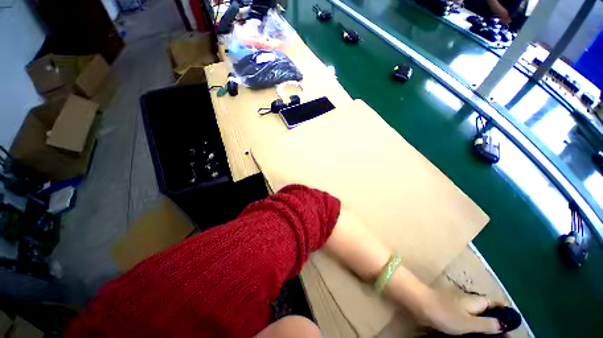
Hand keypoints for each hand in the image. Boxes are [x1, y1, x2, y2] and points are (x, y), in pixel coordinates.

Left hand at [414, 288, 501, 334]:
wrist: (419, 303)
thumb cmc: (445, 313)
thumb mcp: (469, 323)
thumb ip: (487, 324)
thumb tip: (504, 325)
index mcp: (475, 300)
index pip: (495, 303)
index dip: (505, 312)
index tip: (511, 325)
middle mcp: (467, 299)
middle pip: (486, 308)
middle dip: (494, 319)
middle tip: (500, 335)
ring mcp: (456, 301)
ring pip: (475, 311)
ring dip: (482, 322)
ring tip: (488, 336)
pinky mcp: (447, 306)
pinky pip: (464, 314)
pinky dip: (470, 322)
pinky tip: (470, 332)